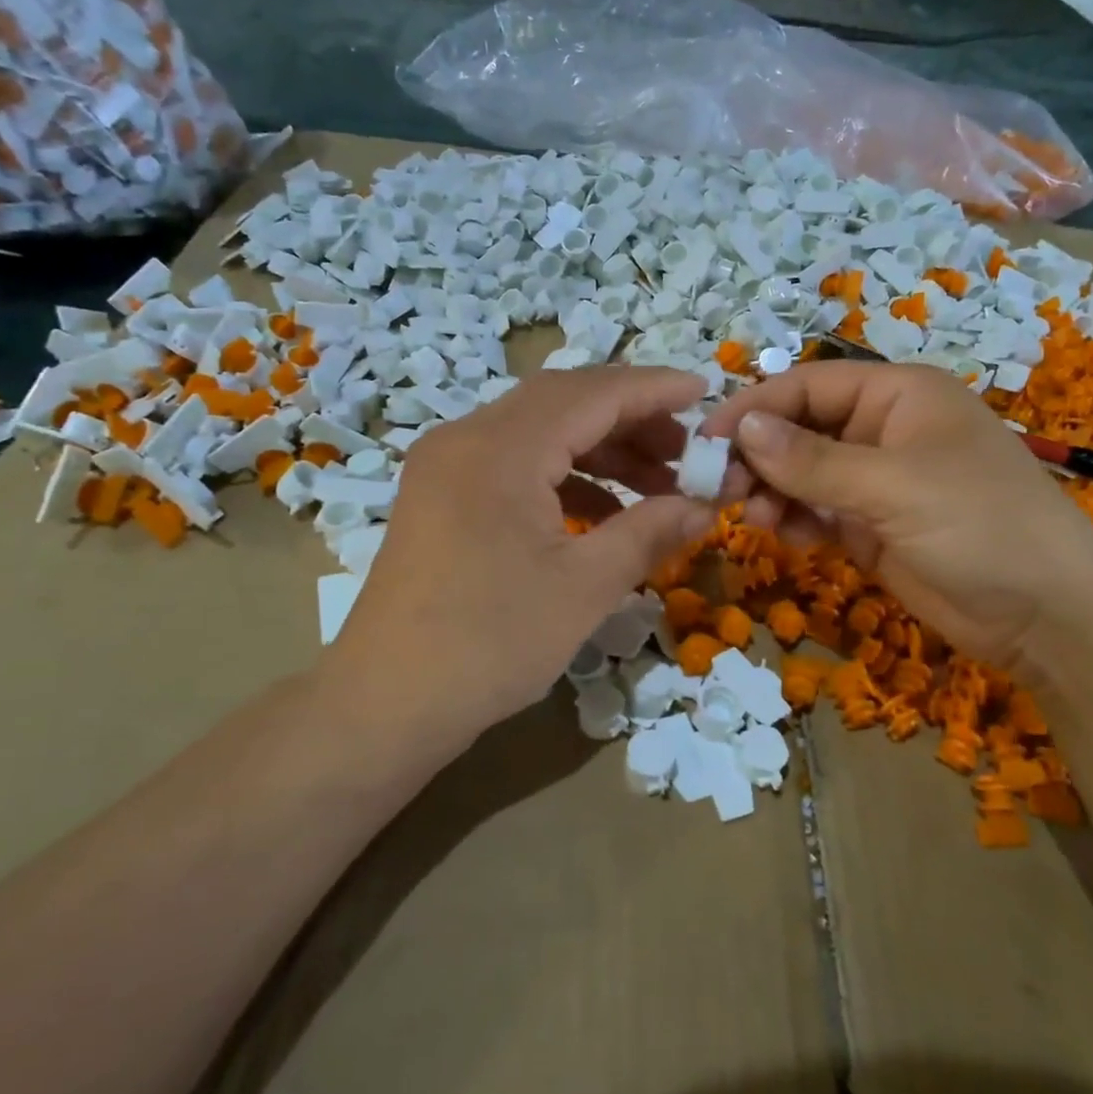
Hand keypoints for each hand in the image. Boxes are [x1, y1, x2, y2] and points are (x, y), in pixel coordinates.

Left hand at [328, 367, 716, 751]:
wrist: (387, 703)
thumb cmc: (490, 643)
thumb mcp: (584, 587)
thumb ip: (649, 532)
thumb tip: (705, 506)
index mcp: (500, 448)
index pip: (592, 393)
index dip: (653, 390)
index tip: (705, 392)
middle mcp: (467, 438)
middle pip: (563, 402)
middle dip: (631, 420)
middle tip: (685, 452)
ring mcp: (447, 466)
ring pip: (538, 432)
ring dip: (599, 449)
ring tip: (655, 485)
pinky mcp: (440, 496)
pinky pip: (514, 463)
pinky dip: (564, 476)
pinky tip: (601, 512)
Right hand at [699, 362, 1092, 668]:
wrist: (1046, 616)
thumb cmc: (980, 526)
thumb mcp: (893, 486)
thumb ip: (812, 460)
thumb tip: (740, 427)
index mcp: (897, 395)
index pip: (807, 385)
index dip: (754, 408)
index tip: (704, 441)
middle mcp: (882, 430)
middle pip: (799, 429)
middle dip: (758, 456)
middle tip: (721, 490)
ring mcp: (876, 482)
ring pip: (801, 474)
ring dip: (772, 491)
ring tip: (755, 518)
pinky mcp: (871, 527)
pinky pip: (817, 512)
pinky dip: (795, 520)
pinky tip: (786, 536)